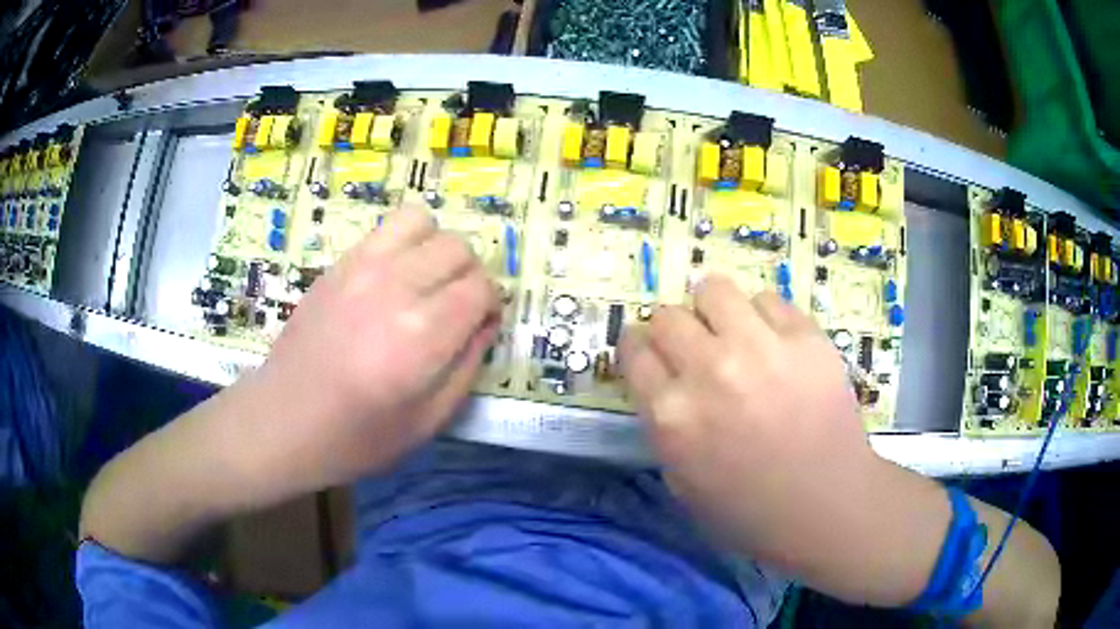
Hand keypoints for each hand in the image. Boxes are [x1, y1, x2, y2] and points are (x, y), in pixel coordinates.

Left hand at [243, 206, 500, 487]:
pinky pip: (387, 226)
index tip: (478, 327)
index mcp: (421, 336)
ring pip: (424, 222)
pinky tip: (394, 277)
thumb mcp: (428, 422)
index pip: (480, 289)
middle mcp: (395, 288)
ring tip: (425, 283)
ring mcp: (362, 267)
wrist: (283, 420)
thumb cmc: (357, 437)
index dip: (490, 306)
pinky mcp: (339, 263)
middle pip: (458, 249)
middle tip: (454, 309)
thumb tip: (485, 323)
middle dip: (469, 276)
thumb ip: (468, 367)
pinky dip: (405, 242)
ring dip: (437, 249)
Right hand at [618, 275, 909, 590]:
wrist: (826, 504)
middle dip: (673, 330)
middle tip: (694, 347)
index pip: (634, 349)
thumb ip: (663, 423)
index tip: (651, 351)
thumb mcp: (681, 481)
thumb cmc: (749, 509)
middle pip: (668, 316)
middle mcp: (710, 371)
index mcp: (673, 415)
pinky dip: (763, 318)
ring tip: (731, 331)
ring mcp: (761, 348)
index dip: (639, 347)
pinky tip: (774, 344)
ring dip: (714, 310)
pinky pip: (768, 300)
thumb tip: (662, 377)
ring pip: (714, 289)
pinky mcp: (805, 337)